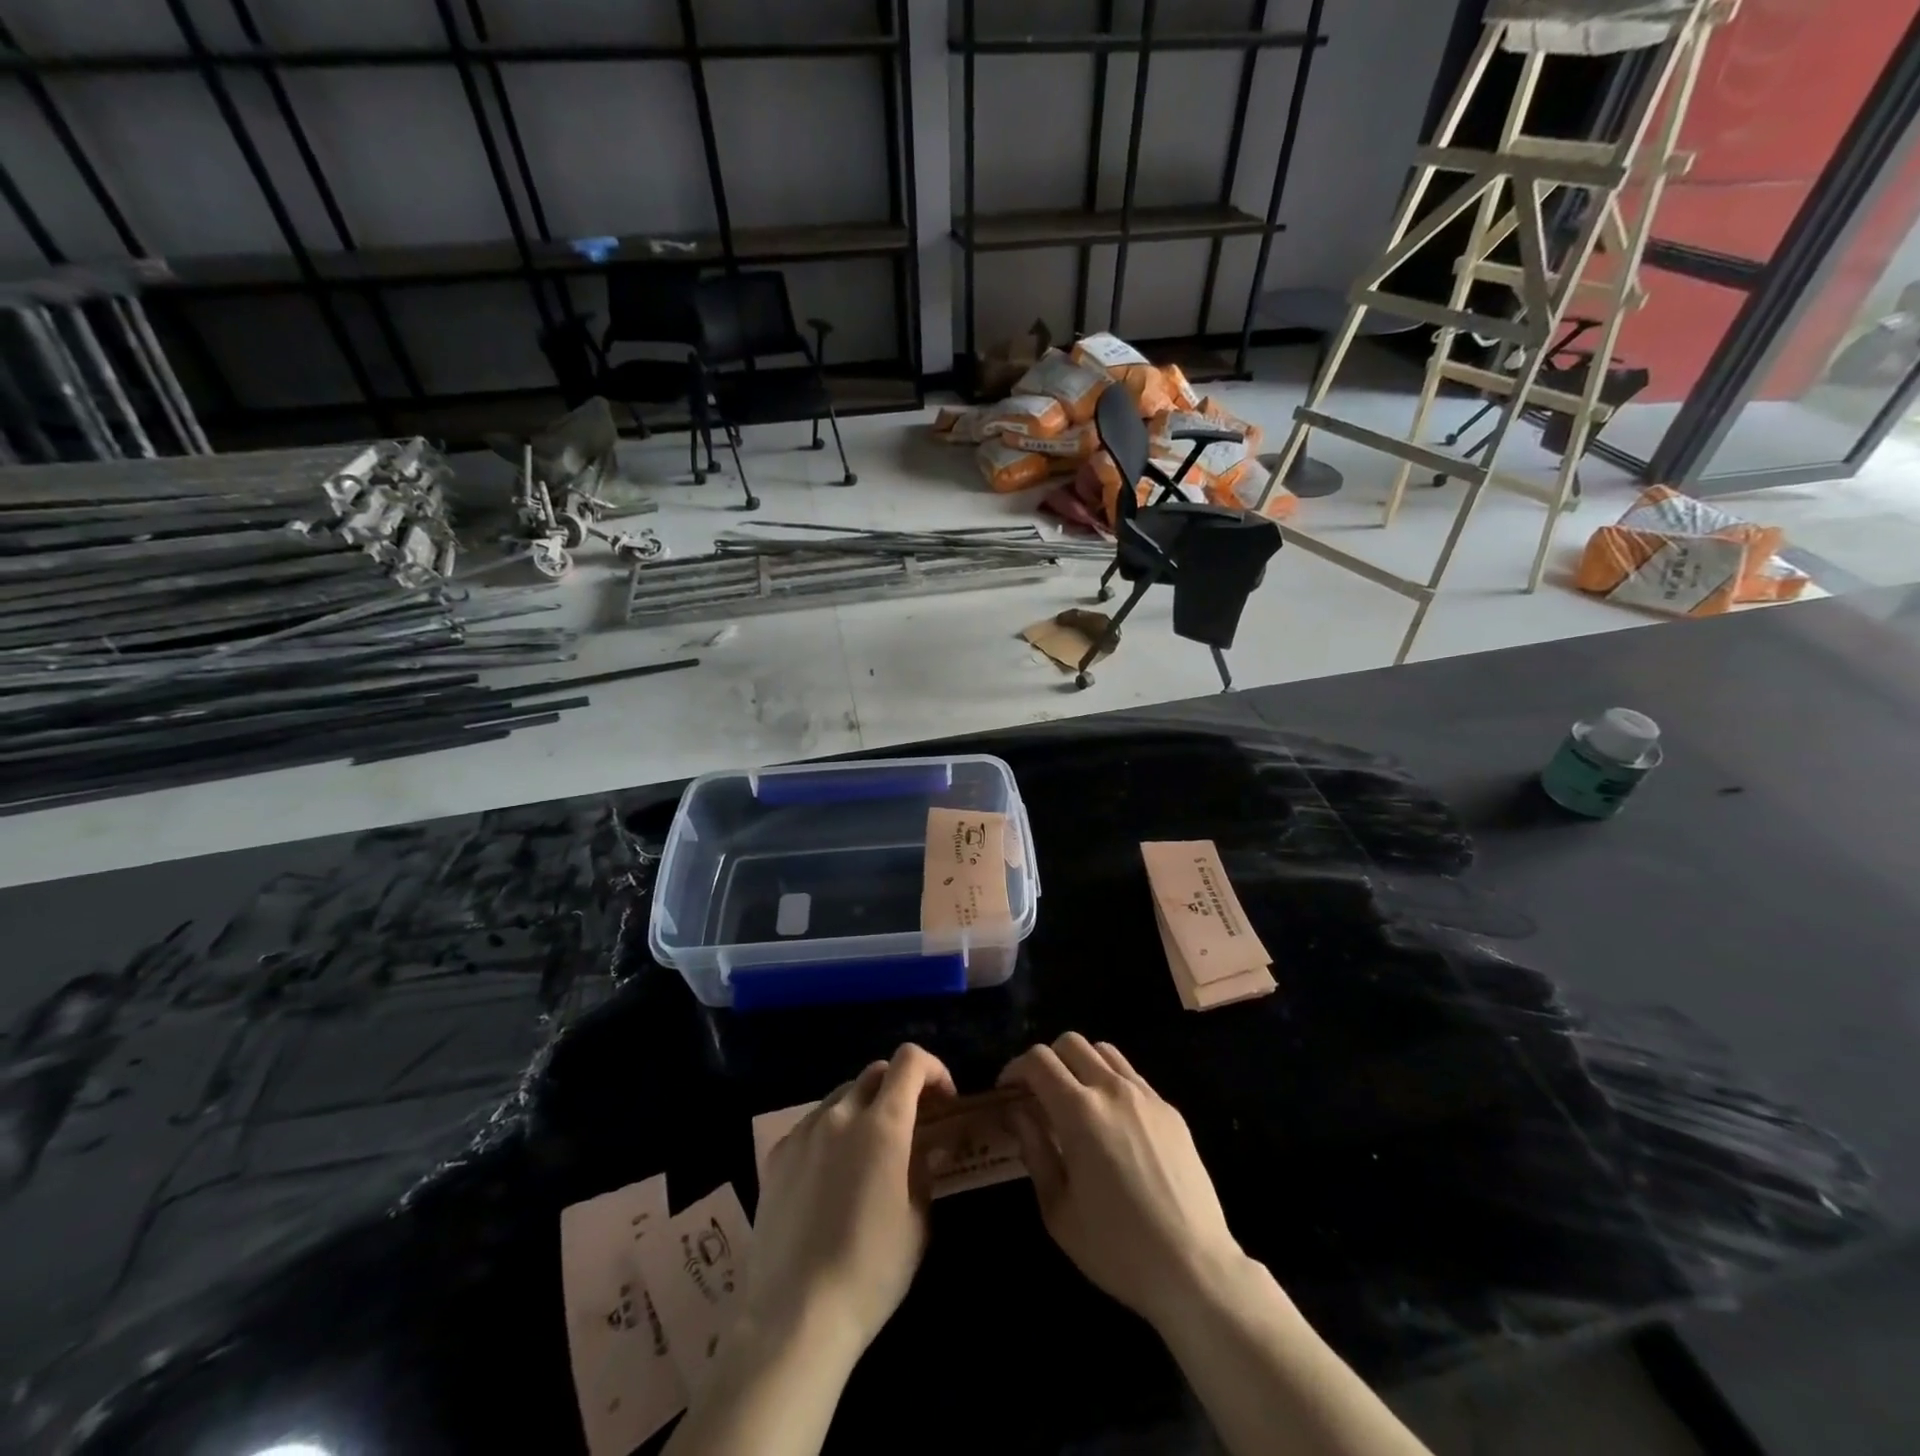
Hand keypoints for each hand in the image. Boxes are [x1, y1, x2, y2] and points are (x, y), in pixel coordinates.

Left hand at [747, 1044, 955, 1359]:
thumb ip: (924, 1169)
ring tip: (870, 1150)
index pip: (910, 1060)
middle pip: (875, 1072)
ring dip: (865, 1107)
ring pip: (842, 1095)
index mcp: (883, 1124)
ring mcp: (804, 1131)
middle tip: (911, 1125)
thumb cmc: (871, 1271)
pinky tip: (833, 1173)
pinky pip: (813, 1124)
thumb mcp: (917, 1221)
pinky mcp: (777, 1155)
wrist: (795, 1317)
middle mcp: (841, 1114)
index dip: (933, 1070)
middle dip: (900, 1087)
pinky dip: (832, 1131)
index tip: (944, 1102)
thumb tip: (928, 1145)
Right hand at [999, 1032, 1242, 1329]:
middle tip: (1038, 1094)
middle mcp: (1112, 1090)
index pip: (1039, 1060)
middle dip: (1047, 1060)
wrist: (1194, 1268)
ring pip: (1103, 1051)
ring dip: (1080, 1064)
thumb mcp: (1058, 1210)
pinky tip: (1111, 1121)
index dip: (1016, 1068)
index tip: (1008, 1091)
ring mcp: (1146, 1096)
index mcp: (1080, 1112)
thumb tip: (1017, 1112)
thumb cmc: (1116, 1248)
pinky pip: (1131, 1076)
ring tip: (1075, 1100)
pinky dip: (1110, 1082)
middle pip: (1070, 1043)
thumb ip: (1034, 1150)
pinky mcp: (1170, 1110)